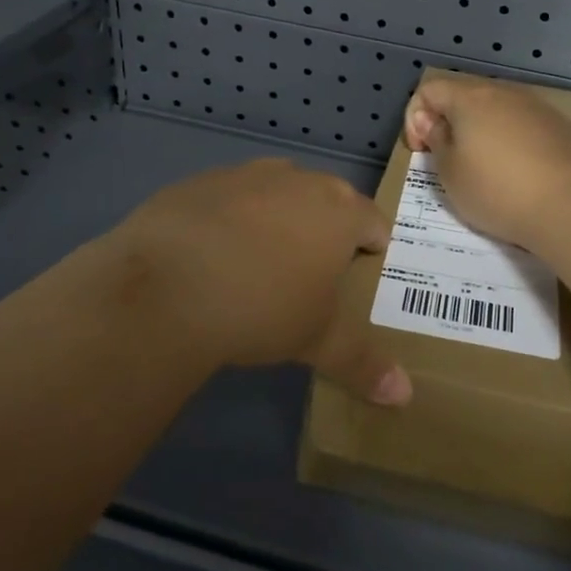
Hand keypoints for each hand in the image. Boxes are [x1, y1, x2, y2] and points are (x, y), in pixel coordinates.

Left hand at [103, 159, 411, 405]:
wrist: (166, 285)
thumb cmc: (262, 307)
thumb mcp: (318, 342)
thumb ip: (364, 365)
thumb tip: (404, 396)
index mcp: (339, 211)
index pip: (374, 221)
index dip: (373, 247)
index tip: (362, 273)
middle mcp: (299, 180)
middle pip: (328, 199)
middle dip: (327, 229)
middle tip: (313, 271)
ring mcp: (247, 174)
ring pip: (278, 191)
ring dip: (279, 217)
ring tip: (262, 261)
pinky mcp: (200, 181)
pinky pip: (230, 196)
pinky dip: (231, 217)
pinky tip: (212, 254)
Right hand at [403, 73, 570, 247]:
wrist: (568, 208)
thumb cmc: (496, 190)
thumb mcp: (450, 172)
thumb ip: (436, 140)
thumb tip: (434, 122)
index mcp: (471, 97)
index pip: (430, 90)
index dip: (414, 118)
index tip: (421, 151)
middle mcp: (505, 92)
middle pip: (464, 96)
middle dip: (448, 123)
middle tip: (447, 159)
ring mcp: (537, 107)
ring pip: (497, 109)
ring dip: (481, 131)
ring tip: (483, 167)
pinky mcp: (561, 126)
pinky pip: (523, 125)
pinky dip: (510, 140)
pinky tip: (517, 172)